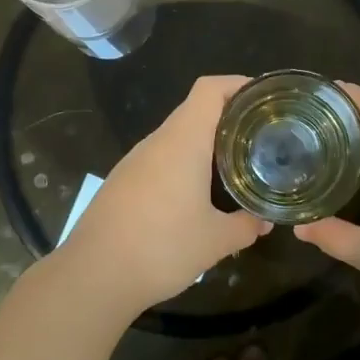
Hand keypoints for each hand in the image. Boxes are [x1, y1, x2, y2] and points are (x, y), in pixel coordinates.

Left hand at [57, 75, 269, 312]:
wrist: (93, 276)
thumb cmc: (161, 248)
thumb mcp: (215, 241)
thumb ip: (246, 225)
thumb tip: (265, 220)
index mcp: (182, 141)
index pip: (210, 89)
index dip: (239, 84)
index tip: (265, 100)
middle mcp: (157, 142)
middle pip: (196, 111)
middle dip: (230, 119)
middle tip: (261, 138)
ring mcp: (135, 161)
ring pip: (177, 137)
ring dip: (207, 145)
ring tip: (236, 167)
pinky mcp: (123, 182)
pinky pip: (161, 160)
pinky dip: (185, 165)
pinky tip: (198, 195)